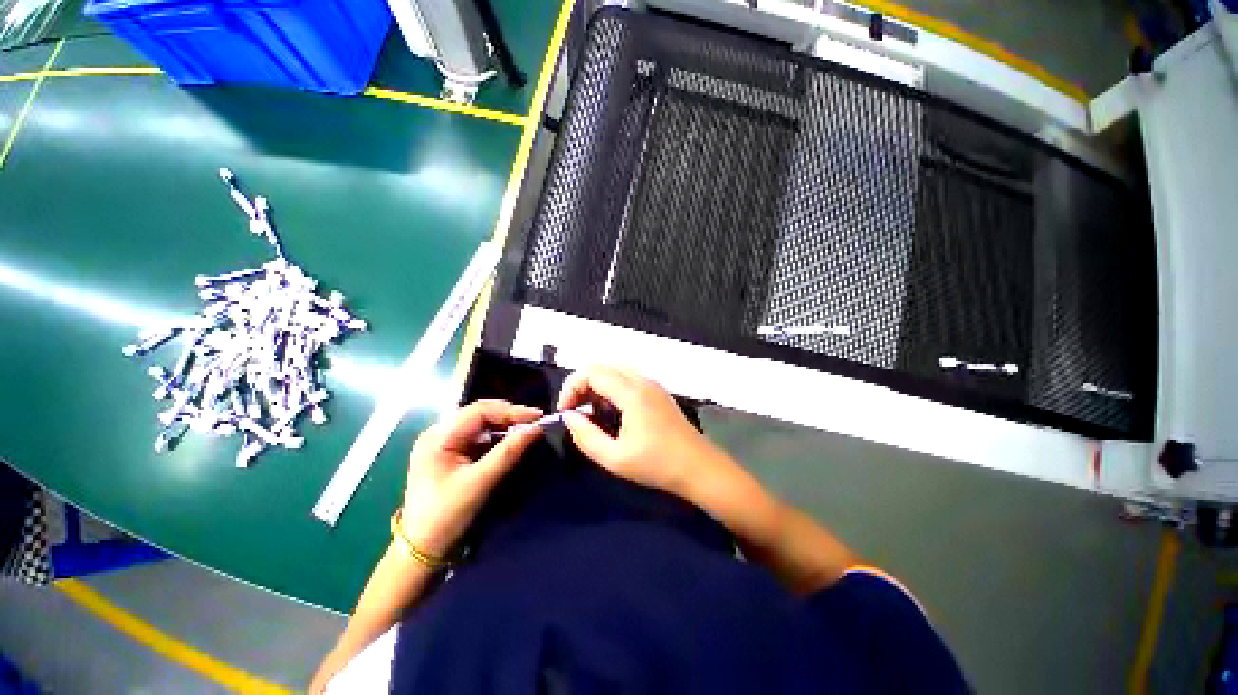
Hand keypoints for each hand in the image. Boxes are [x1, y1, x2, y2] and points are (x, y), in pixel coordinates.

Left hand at [400, 400, 543, 556]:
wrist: (420, 549)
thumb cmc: (446, 515)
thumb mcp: (480, 482)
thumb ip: (508, 452)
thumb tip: (536, 429)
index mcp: (438, 436)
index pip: (480, 410)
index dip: (511, 410)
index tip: (538, 416)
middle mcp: (438, 432)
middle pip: (480, 413)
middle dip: (509, 415)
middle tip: (535, 422)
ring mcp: (443, 442)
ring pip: (480, 423)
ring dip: (504, 425)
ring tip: (527, 429)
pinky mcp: (449, 452)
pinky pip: (478, 436)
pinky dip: (497, 436)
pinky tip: (511, 440)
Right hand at [558, 366, 732, 496]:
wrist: (699, 468)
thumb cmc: (657, 465)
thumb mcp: (615, 458)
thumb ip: (586, 436)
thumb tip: (568, 417)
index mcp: (632, 392)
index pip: (592, 373)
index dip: (571, 387)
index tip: (565, 411)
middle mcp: (642, 381)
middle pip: (603, 367)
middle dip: (582, 385)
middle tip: (574, 411)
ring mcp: (652, 385)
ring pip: (616, 371)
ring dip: (597, 386)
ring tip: (590, 412)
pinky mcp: (658, 393)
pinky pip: (628, 379)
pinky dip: (612, 388)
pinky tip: (611, 412)